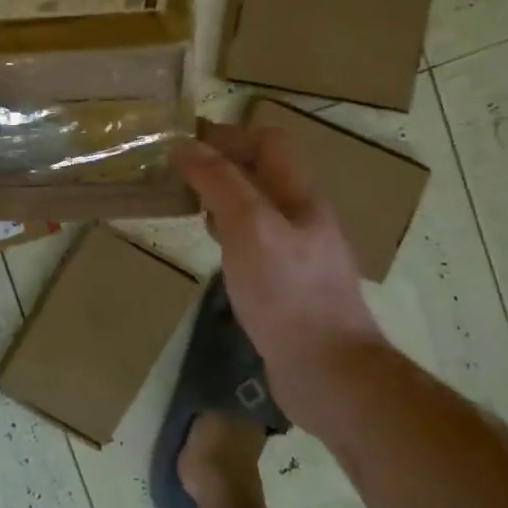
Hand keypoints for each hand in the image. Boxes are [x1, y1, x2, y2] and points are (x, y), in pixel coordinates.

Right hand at [172, 121, 386, 408]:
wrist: (329, 373)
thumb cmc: (287, 293)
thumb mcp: (249, 227)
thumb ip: (219, 182)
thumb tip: (185, 145)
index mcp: (300, 197)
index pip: (269, 143)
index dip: (229, 135)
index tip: (184, 142)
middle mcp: (303, 219)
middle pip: (263, 174)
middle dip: (222, 166)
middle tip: (178, 175)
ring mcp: (299, 254)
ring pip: (259, 209)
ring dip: (224, 199)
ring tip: (188, 206)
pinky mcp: (289, 286)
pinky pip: (257, 243)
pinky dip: (231, 234)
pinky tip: (215, 250)